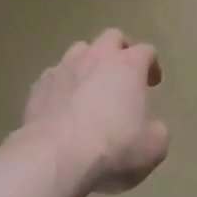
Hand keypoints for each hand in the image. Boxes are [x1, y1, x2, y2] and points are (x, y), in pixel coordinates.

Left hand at [21, 29, 168, 194]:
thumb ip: (157, 132)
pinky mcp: (38, 86)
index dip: (152, 65)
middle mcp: (97, 57)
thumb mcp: (152, 149)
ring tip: (90, 87)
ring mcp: (64, 68)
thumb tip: (153, 129)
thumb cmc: (112, 148)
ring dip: (88, 63)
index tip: (152, 83)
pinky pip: (54, 76)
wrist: (55, 158)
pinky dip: (62, 85)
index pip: (146, 51)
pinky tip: (62, 106)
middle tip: (122, 75)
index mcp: (129, 66)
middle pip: (111, 38)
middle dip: (119, 51)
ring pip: (79, 51)